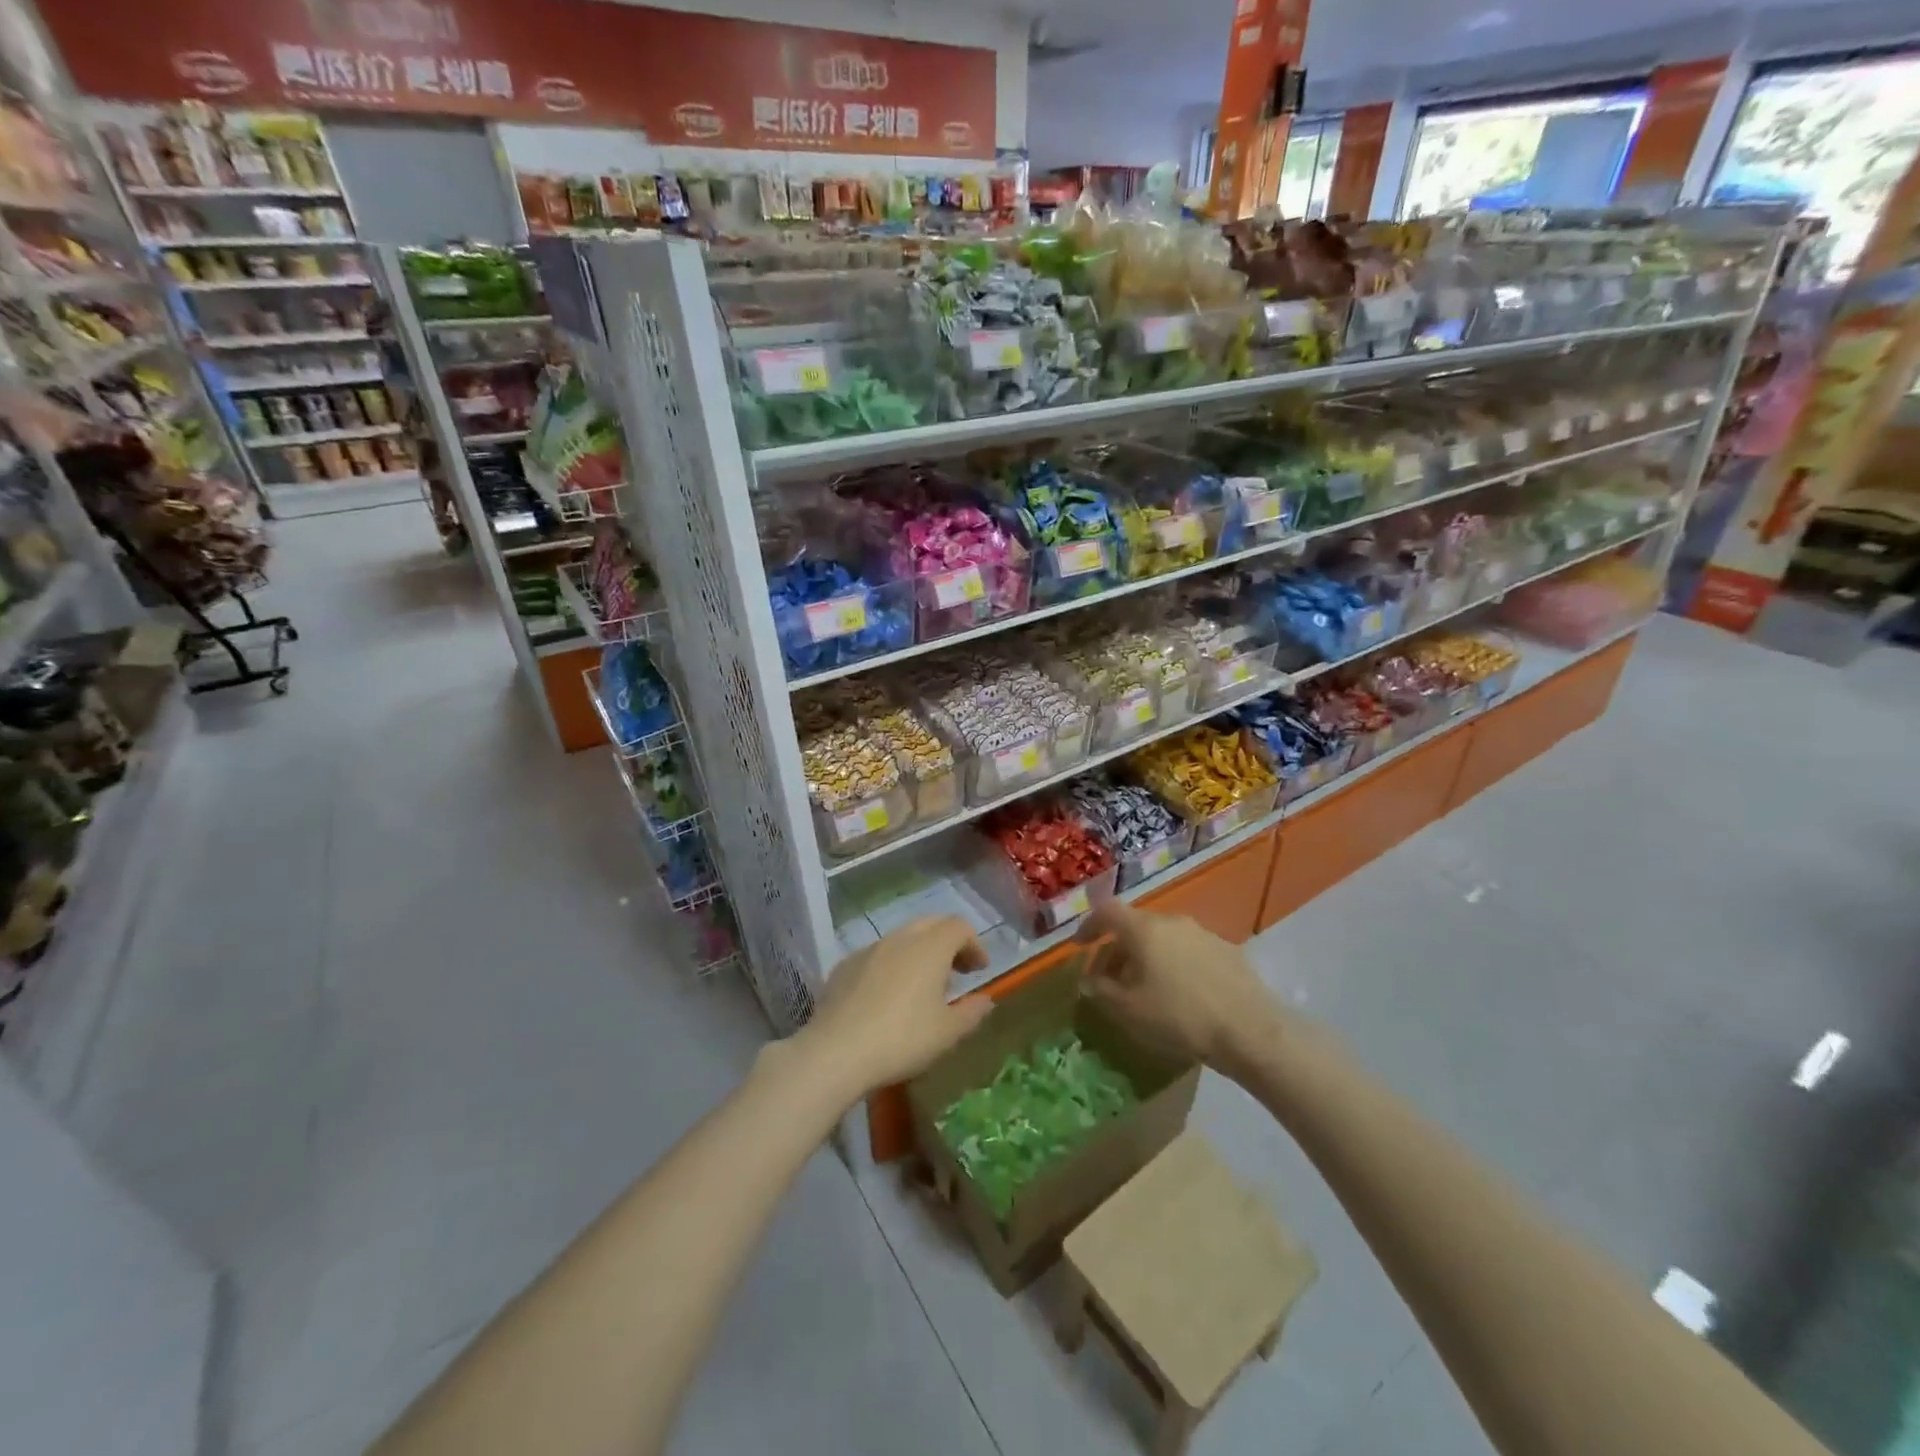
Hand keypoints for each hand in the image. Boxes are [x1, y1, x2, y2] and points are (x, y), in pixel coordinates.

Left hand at [797, 916, 992, 1101]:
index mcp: (930, 947)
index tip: (979, 971)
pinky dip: (891, 966)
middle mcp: (900, 938)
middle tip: (956, 973)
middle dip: (948, 942)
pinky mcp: (844, 966)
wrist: (836, 1051)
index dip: (974, 944)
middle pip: (931, 924)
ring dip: (919, 954)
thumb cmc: (902, 1038)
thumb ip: (972, 1012)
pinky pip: (876, 956)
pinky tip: (886, 998)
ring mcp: (868, 949)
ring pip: (901, 939)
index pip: (959, 927)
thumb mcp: (948, 1033)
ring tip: (922, 988)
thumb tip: (985, 1000)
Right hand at [1074, 901, 1282, 1072]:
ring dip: (1147, 958)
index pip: (1107, 911)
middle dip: (1118, 950)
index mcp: (1144, 929)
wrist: (1251, 1031)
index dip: (1089, 925)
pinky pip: (1188, 951)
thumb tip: (1088, 981)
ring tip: (1144, 990)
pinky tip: (1180, 995)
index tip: (1080, 946)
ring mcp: (1203, 934)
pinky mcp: (1228, 951)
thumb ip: (1101, 991)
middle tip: (1110, 979)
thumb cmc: (1179, 1017)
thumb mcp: (1129, 1010)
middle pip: (1135, 926)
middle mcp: (1173, 921)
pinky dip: (1174, 964)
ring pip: (1163, 939)